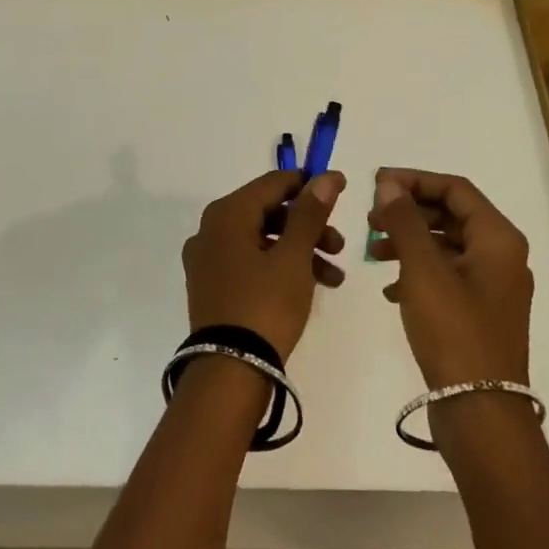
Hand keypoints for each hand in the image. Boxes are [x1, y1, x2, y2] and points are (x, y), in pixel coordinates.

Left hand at [183, 170, 346, 359]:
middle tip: (340, 245)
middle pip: (269, 212)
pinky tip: (312, 287)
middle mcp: (211, 229)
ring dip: (301, 250)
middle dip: (309, 226)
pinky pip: (251, 262)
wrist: (229, 373)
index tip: (340, 192)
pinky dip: (281, 267)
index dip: (309, 185)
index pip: (273, 183)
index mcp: (227, 214)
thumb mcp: (294, 256)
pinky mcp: (212, 286)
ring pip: (263, 240)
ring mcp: (208, 259)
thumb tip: (327, 176)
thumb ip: (311, 212)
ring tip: (335, 276)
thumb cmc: (265, 305)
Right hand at [368, 169, 531, 388]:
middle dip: (409, 212)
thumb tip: (389, 184)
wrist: (480, 413)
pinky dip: (419, 272)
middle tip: (371, 216)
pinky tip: (390, 288)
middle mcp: (502, 256)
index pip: (455, 189)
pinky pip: (448, 276)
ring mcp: (493, 287)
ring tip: (373, 251)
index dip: (414, 180)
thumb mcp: (423, 269)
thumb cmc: (453, 331)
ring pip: (447, 246)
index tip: (377, 183)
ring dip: (410, 242)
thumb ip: (404, 220)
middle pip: (452, 215)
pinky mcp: (481, 313)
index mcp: (498, 238)